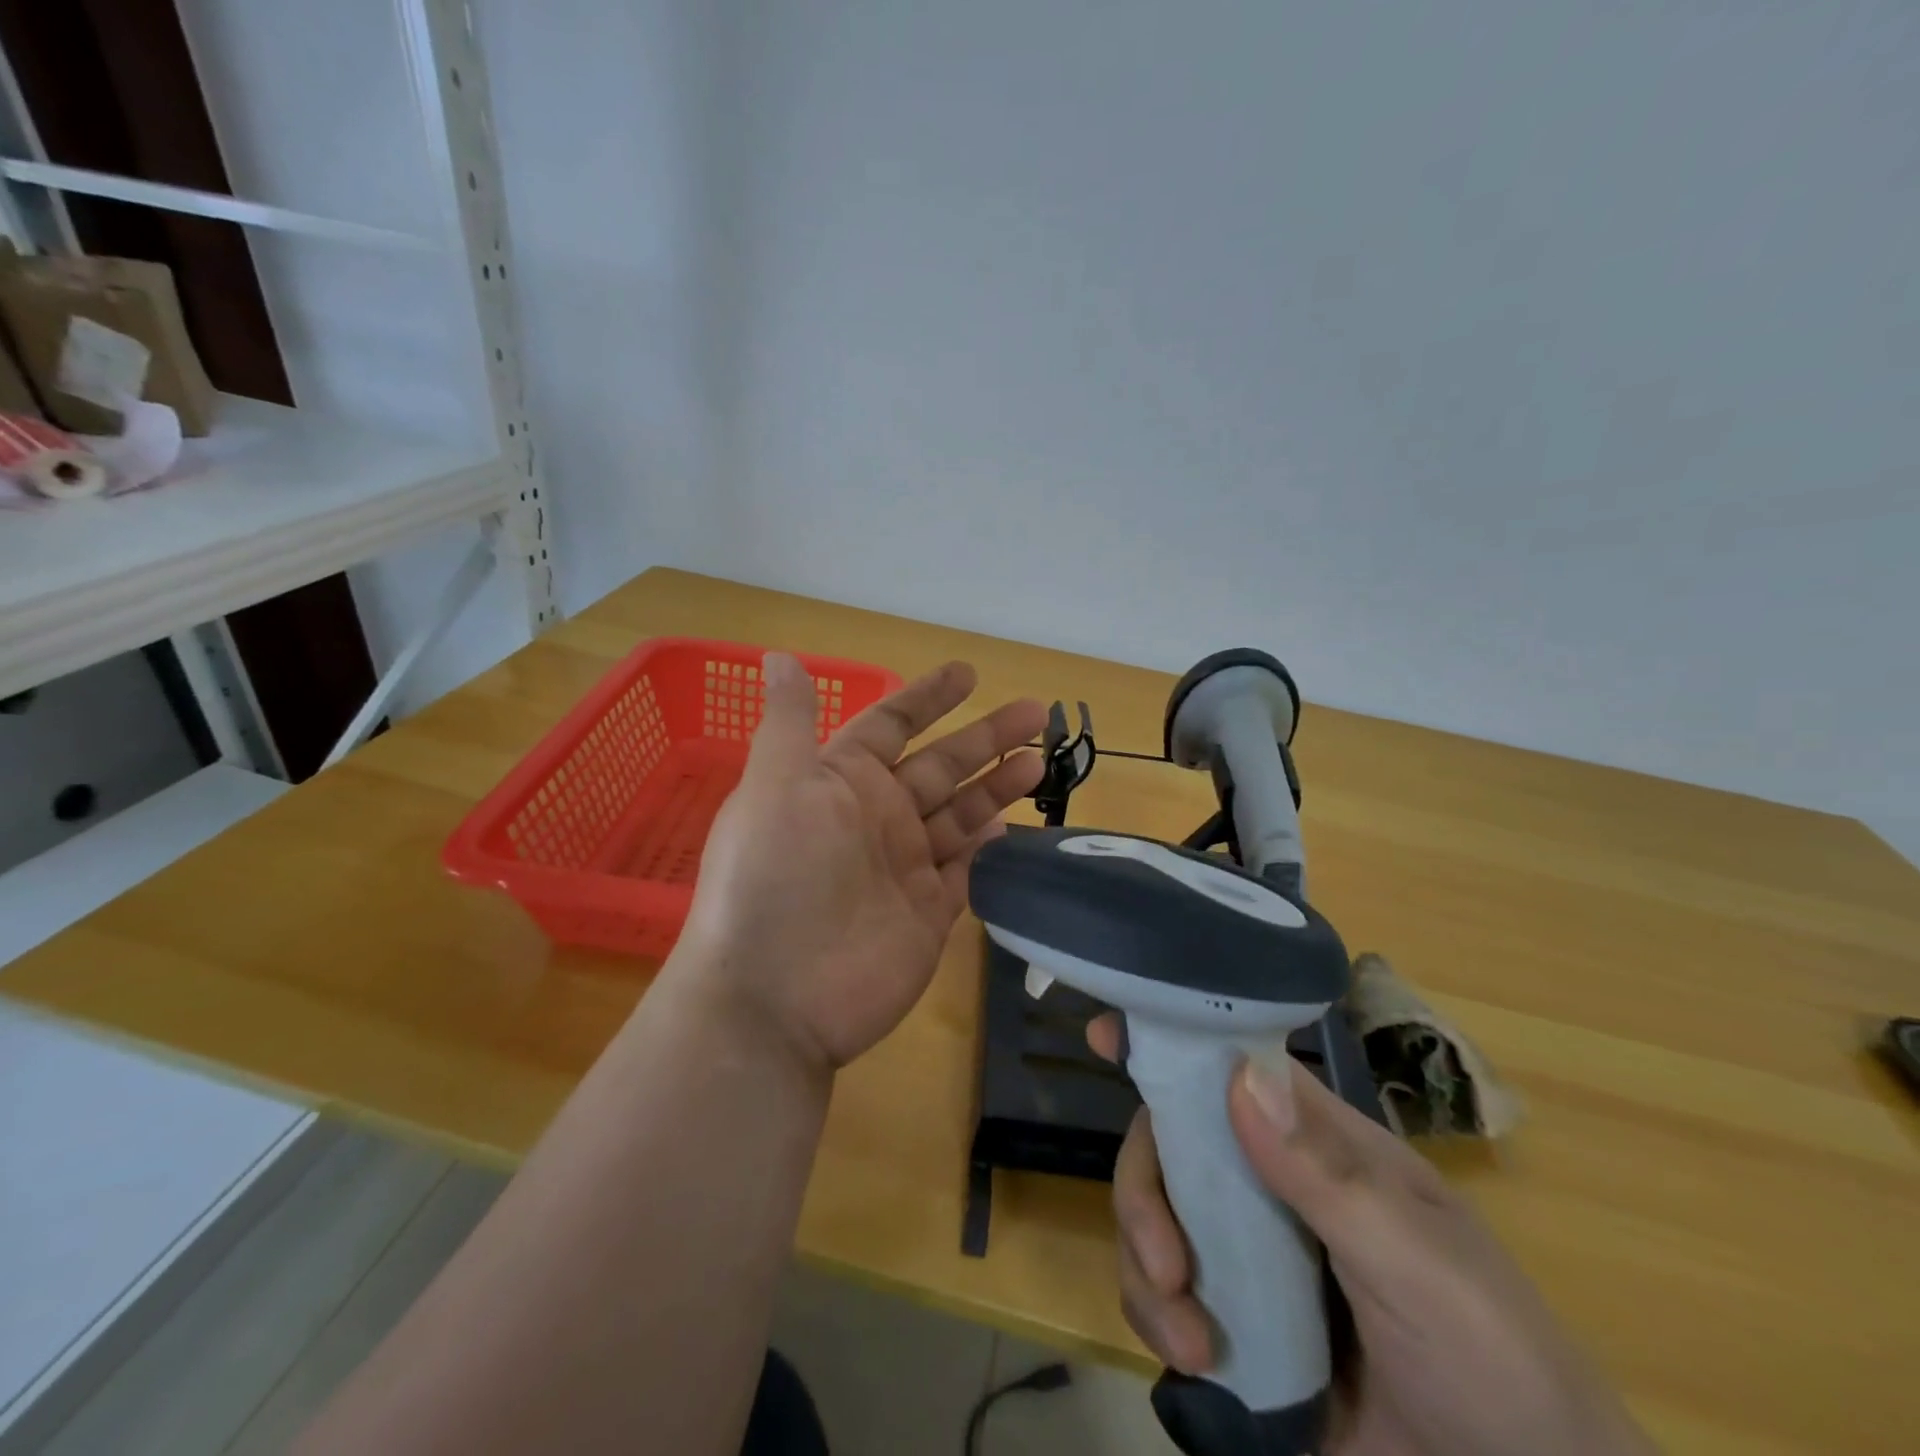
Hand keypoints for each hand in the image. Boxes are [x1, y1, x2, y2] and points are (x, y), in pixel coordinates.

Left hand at [674, 653, 1044, 1071]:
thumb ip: (790, 722)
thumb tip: (779, 656)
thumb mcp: (774, 786)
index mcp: (841, 781)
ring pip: (962, 815)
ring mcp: (904, 866)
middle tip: (1038, 712)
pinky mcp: (928, 913)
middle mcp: (876, 817)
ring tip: (1040, 763)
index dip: (928, 698)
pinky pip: (966, 870)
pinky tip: (1016, 826)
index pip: (892, 725)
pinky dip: (989, 850)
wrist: (775, 997)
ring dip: (998, 787)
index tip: (969, 673)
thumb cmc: (774, 877)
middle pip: (942, 765)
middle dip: (986, 737)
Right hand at [1090, 1018, 1656, 1455]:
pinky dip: (1157, 1317)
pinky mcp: (1233, 1325)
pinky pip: (1161, 1294)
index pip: (1234, 1071)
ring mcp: (1248, 1256)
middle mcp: (1271, 1185)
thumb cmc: (1498, 1369)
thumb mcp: (1422, 1268)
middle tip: (1163, 1261)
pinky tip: (1195, 1361)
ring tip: (1187, 1337)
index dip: (1172, 1047)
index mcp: (1318, 1147)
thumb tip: (1238, 1076)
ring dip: (1145, 1266)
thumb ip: (1329, 1177)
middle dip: (1145, 1193)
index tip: (1107, 1034)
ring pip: (1156, 1217)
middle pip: (1171, 1146)